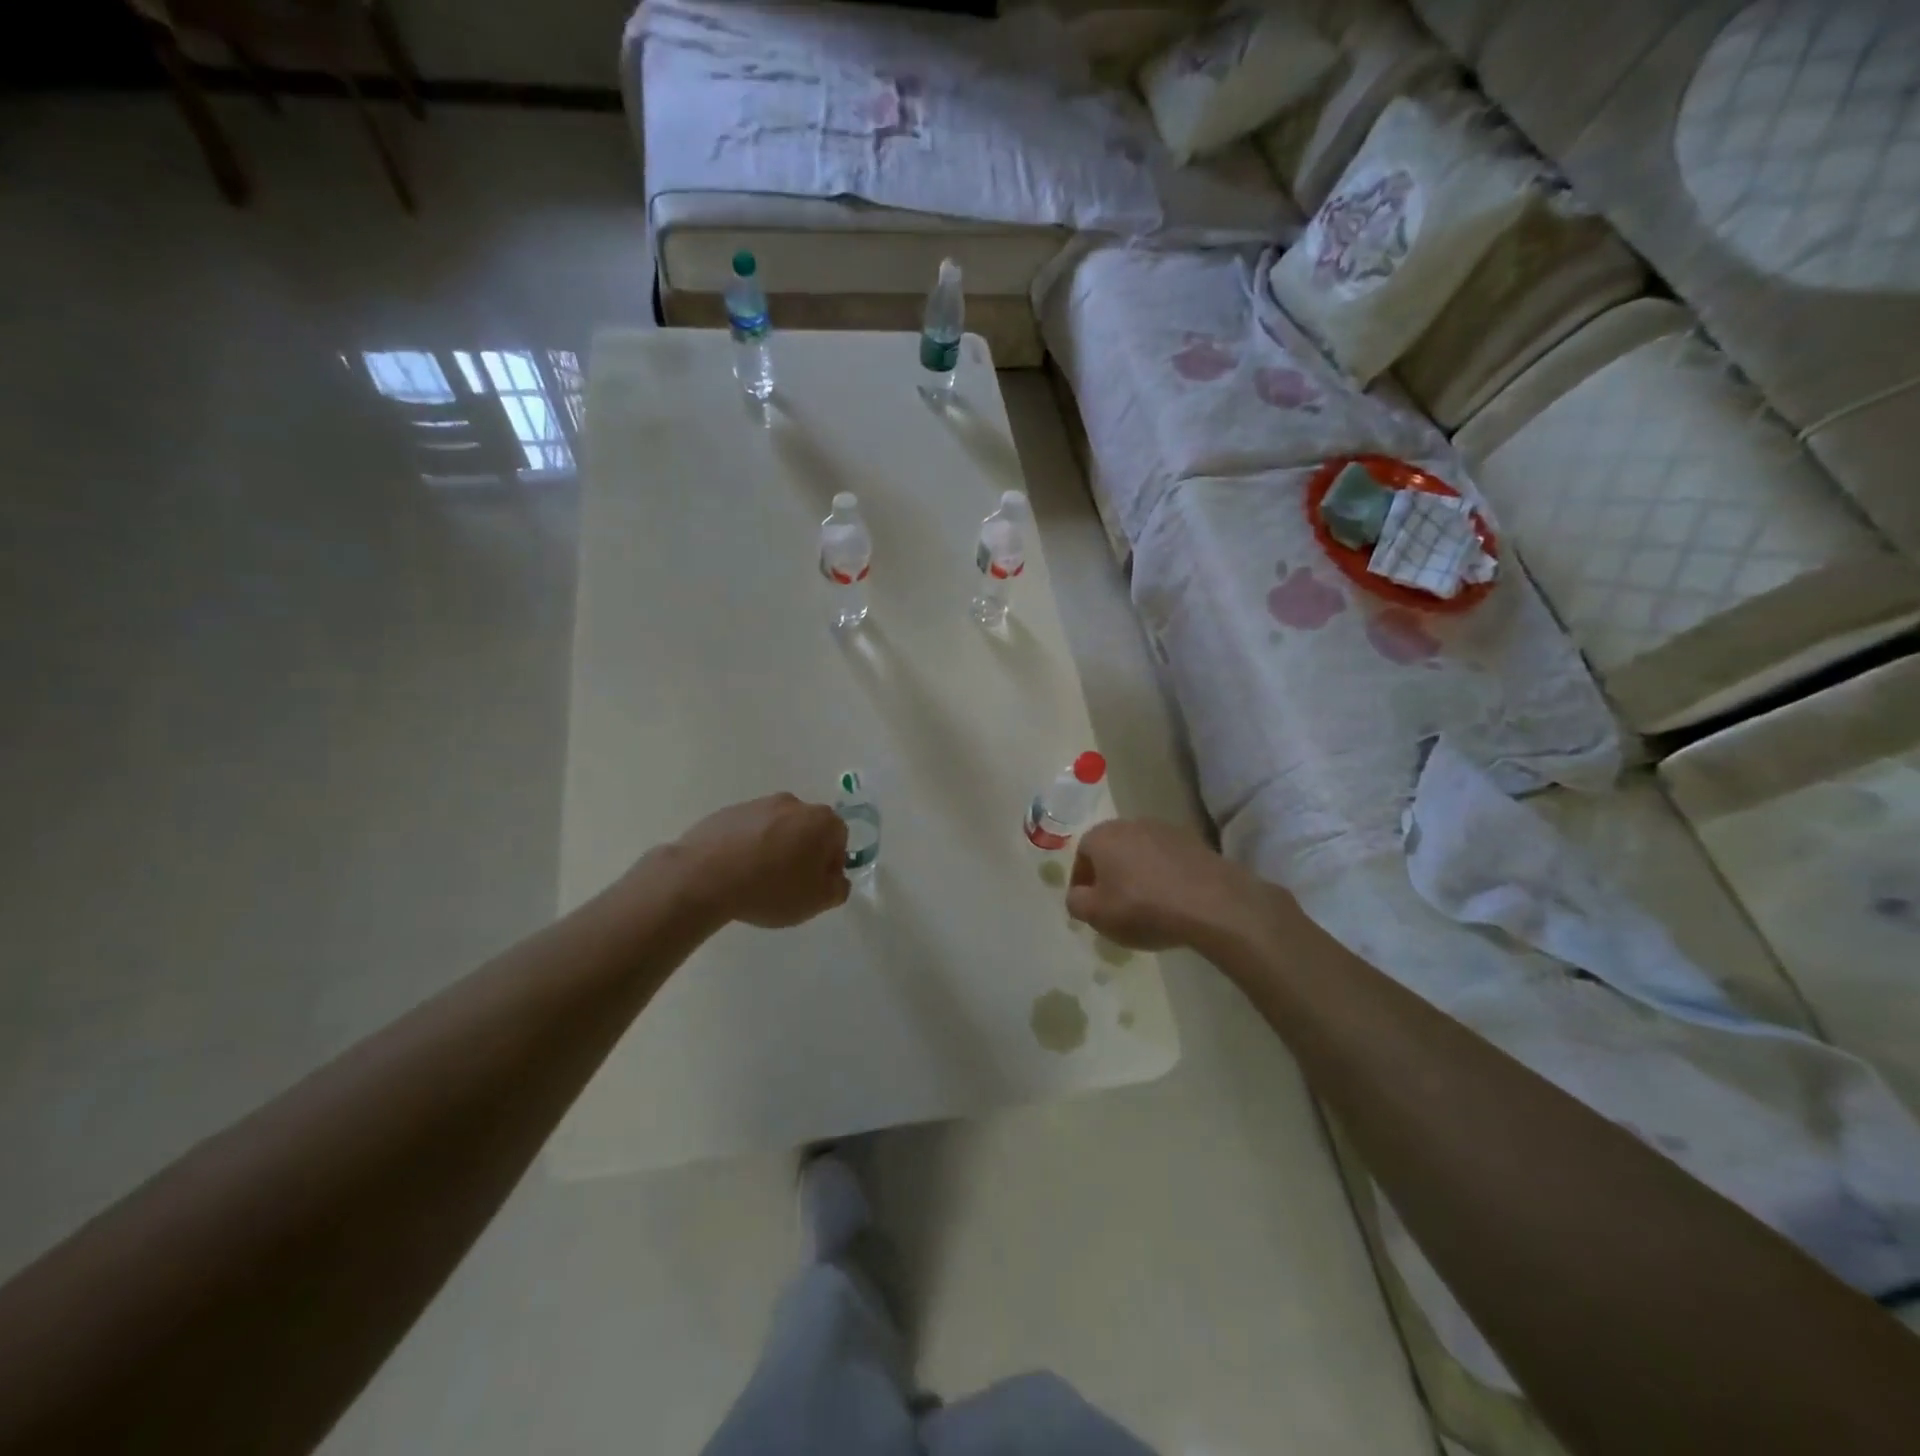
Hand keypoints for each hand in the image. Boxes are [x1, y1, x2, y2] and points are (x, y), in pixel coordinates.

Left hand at [673, 794, 849, 927]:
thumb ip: (838, 888)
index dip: (830, 865)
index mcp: (821, 820)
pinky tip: (735, 871)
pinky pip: (748, 830)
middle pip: (808, 829)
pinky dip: (748, 846)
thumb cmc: (771, 888)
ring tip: (757, 879)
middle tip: (789, 883)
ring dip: (775, 848)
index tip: (814, 886)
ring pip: (777, 828)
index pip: (839, 839)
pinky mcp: (728, 812)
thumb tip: (835, 878)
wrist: (704, 877)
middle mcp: (793, 803)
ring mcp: (758, 804)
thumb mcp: (816, 901)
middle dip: (803, 853)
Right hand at [1066, 819, 1262, 951]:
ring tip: (1146, 903)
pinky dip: (1164, 874)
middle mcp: (1131, 823)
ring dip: (1138, 872)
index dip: (1082, 880)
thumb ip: (1076, 902)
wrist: (1211, 903)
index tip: (1089, 904)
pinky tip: (1172, 899)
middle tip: (1115, 903)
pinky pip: (1168, 858)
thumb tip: (1078, 894)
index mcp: (1102, 836)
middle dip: (1110, 873)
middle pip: (1112, 848)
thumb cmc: (1143, 908)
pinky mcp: (1194, 841)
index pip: (1082, 854)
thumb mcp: (1097, 915)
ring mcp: (1166, 829)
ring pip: (1141, 851)